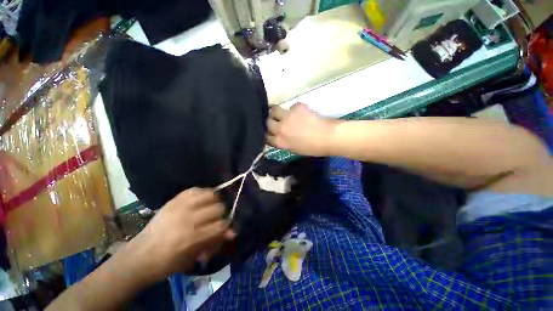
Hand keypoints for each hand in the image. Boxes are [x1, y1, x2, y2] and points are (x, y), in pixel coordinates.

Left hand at [125, 188, 235, 281]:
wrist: (140, 255)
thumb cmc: (168, 263)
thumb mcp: (194, 257)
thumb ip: (215, 242)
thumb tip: (233, 232)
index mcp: (191, 238)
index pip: (221, 225)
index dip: (226, 227)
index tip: (224, 229)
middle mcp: (187, 218)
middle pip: (219, 208)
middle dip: (221, 215)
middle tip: (216, 220)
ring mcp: (180, 206)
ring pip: (211, 195)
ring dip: (214, 202)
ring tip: (210, 208)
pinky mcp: (174, 200)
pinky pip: (197, 189)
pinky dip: (203, 194)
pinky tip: (202, 201)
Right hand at [267, 103, 336, 155]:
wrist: (328, 137)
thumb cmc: (313, 148)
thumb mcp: (294, 149)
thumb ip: (284, 142)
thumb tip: (280, 136)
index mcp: (280, 142)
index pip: (266, 136)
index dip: (268, 133)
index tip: (271, 132)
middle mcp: (280, 129)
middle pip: (267, 122)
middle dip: (271, 121)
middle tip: (276, 121)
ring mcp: (287, 117)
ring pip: (274, 110)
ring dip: (276, 112)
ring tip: (284, 114)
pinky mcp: (297, 107)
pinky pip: (291, 106)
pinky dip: (294, 110)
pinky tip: (302, 113)